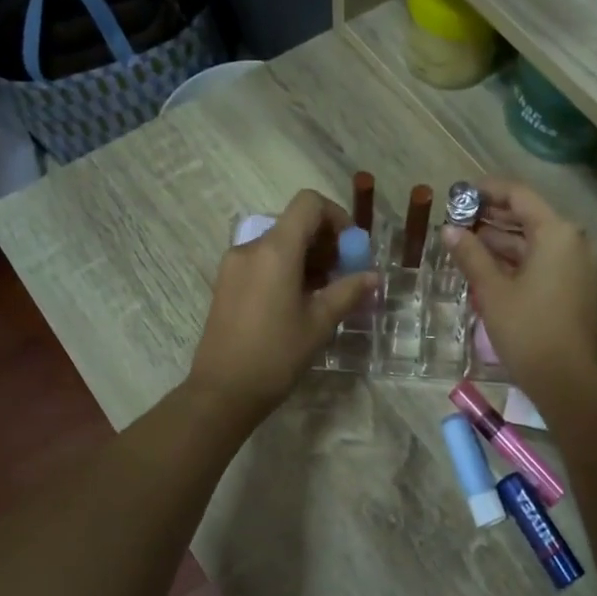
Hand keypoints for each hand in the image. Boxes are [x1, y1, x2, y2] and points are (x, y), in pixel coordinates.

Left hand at [188, 190, 377, 423]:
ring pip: (278, 243)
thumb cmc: (276, 355)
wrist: (223, 391)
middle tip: (344, 274)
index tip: (351, 248)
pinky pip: (262, 261)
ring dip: (306, 257)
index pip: (308, 204)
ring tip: (323, 292)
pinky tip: (297, 301)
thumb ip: (348, 292)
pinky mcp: (226, 283)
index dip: (336, 216)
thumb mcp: (319, 323)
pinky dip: (285, 268)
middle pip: (293, 223)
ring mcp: (233, 264)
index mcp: (275, 250)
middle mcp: (250, 247)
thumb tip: (373, 276)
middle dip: (324, 241)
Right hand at [439, 179, 596, 396]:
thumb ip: (470, 255)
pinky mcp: (578, 286)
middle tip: (457, 219)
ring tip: (465, 243)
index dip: (487, 191)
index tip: (459, 193)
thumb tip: (448, 230)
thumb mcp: (492, 290)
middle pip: (529, 217)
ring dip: (502, 240)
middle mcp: (574, 241)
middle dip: (492, 217)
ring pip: (536, 241)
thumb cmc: (527, 330)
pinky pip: (545, 260)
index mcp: (557, 232)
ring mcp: (579, 264)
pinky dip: (518, 259)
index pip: (519, 196)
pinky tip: (488, 266)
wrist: (568, 380)